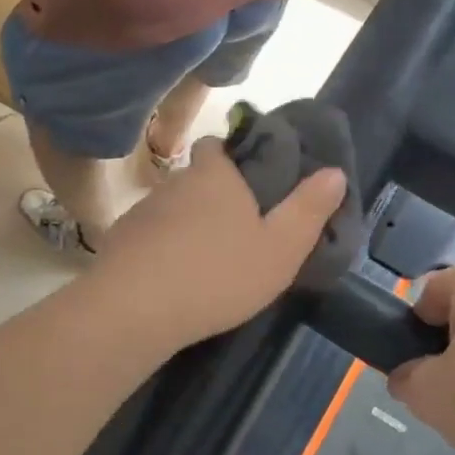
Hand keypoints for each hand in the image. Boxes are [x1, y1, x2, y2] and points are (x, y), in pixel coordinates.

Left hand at [93, 138, 346, 350]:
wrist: (134, 309)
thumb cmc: (218, 273)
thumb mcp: (280, 248)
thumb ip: (308, 210)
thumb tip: (334, 171)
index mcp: (214, 175)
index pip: (216, 145)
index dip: (231, 157)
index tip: (247, 178)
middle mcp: (175, 183)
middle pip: (195, 178)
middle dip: (214, 196)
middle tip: (238, 229)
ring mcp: (142, 212)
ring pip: (172, 209)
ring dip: (188, 226)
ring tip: (207, 260)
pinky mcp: (120, 242)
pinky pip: (150, 237)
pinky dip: (163, 250)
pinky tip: (174, 279)